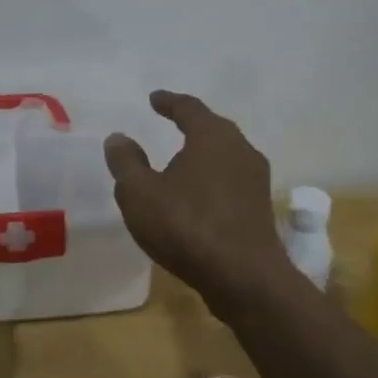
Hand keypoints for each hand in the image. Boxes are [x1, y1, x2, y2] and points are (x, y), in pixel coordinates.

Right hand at [103, 90, 290, 313]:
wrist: (244, 278)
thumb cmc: (187, 225)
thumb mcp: (140, 193)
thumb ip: (126, 162)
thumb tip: (118, 138)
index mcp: (213, 136)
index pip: (189, 108)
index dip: (169, 102)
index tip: (154, 99)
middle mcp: (241, 149)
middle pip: (213, 129)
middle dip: (191, 125)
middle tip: (170, 123)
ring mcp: (255, 180)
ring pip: (224, 157)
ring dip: (202, 156)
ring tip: (180, 163)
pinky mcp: (259, 209)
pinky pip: (230, 183)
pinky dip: (211, 181)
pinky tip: (196, 197)